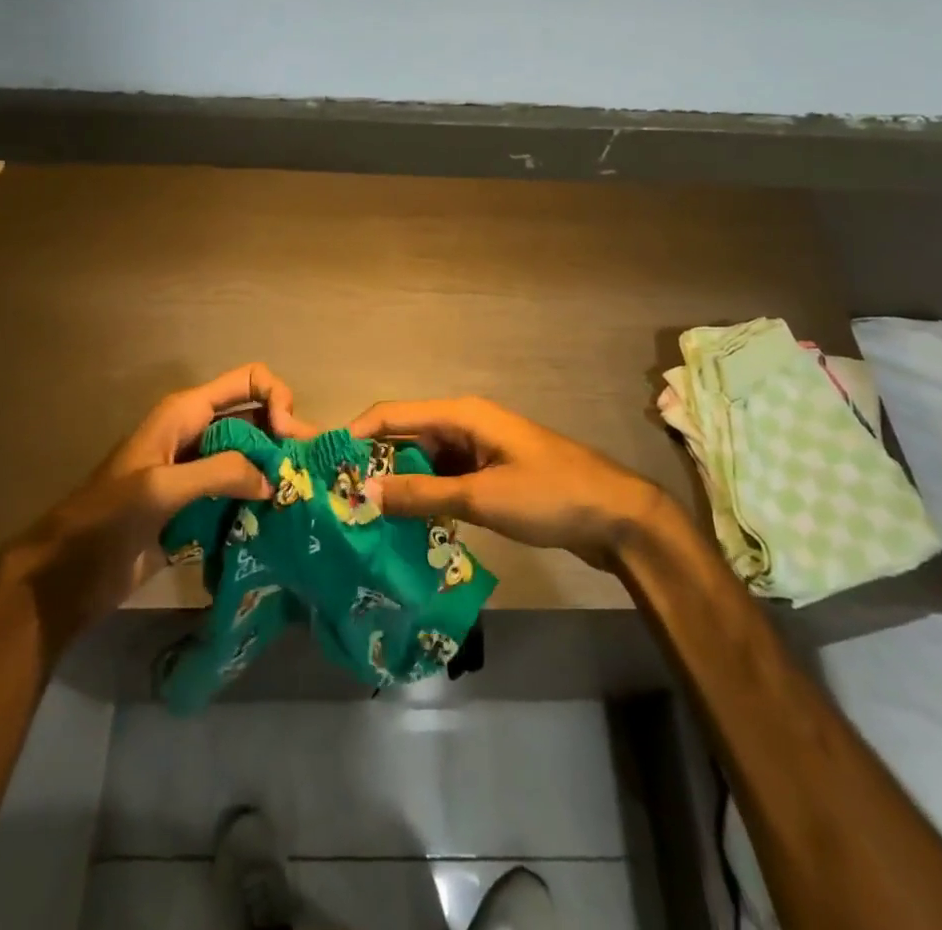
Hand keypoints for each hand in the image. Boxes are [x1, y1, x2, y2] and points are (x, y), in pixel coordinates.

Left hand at [0, 364, 315, 636]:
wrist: (67, 575)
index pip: (249, 381)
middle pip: (258, 419)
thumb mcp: (161, 488)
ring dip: (277, 471)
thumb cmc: (106, 519)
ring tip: (305, 498)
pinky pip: (241, 492)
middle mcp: (199, 433)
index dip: (277, 399)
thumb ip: (221, 473)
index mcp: (187, 412)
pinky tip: (282, 519)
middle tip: (310, 474)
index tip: (290, 438)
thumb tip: (274, 479)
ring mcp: (199, 471)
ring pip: (253, 457)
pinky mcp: (199, 507)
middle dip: (287, 438)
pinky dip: (262, 500)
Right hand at [347, 397, 666, 570]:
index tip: (323, 464)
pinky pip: (445, 481)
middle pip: (406, 437)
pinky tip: (406, 527)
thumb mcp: (480, 496)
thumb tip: (364, 489)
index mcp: (461, 414)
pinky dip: (425, 499)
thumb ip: (421, 493)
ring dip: (399, 485)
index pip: (393, 413)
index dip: (356, 433)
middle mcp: (465, 425)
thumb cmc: (549, 495)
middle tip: (339, 500)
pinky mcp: (490, 476)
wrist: (617, 516)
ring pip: (425, 463)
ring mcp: (478, 451)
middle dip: (374, 464)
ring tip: (363, 517)